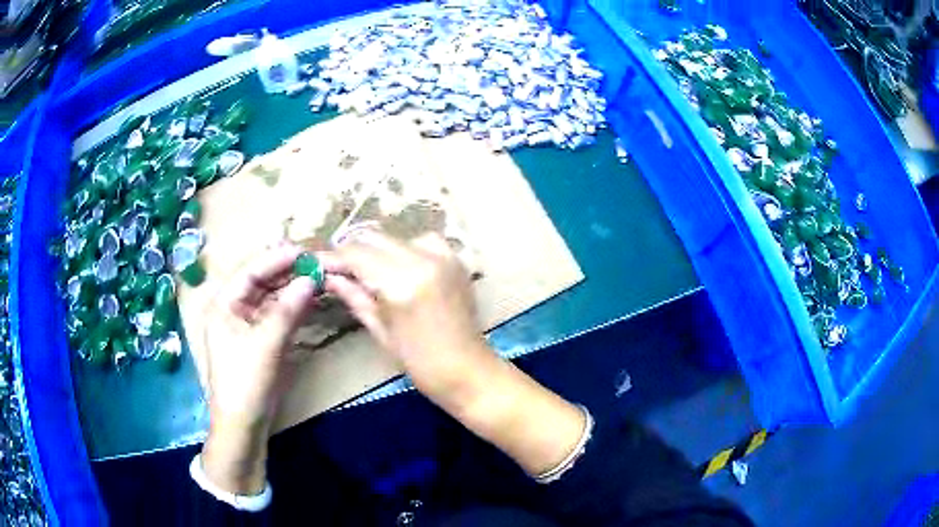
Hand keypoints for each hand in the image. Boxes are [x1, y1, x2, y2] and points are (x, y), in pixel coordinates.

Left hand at [201, 243, 316, 493]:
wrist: (243, 424)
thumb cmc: (245, 382)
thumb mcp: (266, 344)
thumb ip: (288, 309)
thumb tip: (312, 279)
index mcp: (224, 303)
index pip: (250, 270)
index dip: (277, 259)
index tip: (305, 251)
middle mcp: (233, 308)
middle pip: (261, 280)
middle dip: (287, 271)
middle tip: (317, 263)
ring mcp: (246, 323)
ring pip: (271, 296)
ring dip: (292, 288)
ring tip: (318, 277)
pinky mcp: (259, 338)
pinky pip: (277, 314)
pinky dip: (293, 306)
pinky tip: (310, 299)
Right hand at [321, 231, 490, 404]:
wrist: (469, 371)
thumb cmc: (420, 363)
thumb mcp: (381, 331)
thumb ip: (354, 296)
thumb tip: (328, 276)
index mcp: (401, 284)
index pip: (356, 255)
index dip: (332, 258)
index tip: (315, 263)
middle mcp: (423, 260)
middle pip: (374, 238)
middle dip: (352, 251)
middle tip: (337, 268)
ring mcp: (443, 256)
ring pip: (396, 237)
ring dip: (377, 250)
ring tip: (367, 272)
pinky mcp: (455, 259)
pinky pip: (421, 241)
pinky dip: (404, 250)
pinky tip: (399, 269)